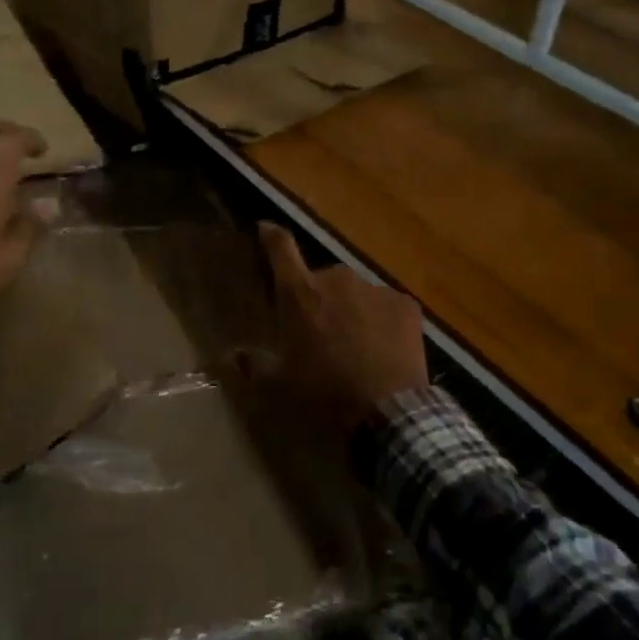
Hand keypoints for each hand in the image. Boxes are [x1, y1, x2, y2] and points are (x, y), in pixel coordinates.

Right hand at [253, 223, 428, 442]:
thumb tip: (232, 355)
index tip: (266, 228)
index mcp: (300, 293)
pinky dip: (384, 323)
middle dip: (321, 299)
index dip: (272, 236)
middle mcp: (336, 279)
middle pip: (323, 279)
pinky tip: (385, 352)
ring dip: (353, 312)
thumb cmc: (323, 393)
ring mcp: (374, 289)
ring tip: (358, 348)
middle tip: (323, 332)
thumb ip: (254, 364)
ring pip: (357, 294)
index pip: (281, 248)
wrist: (386, 411)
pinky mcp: (405, 304)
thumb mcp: (280, 384)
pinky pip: (388, 308)